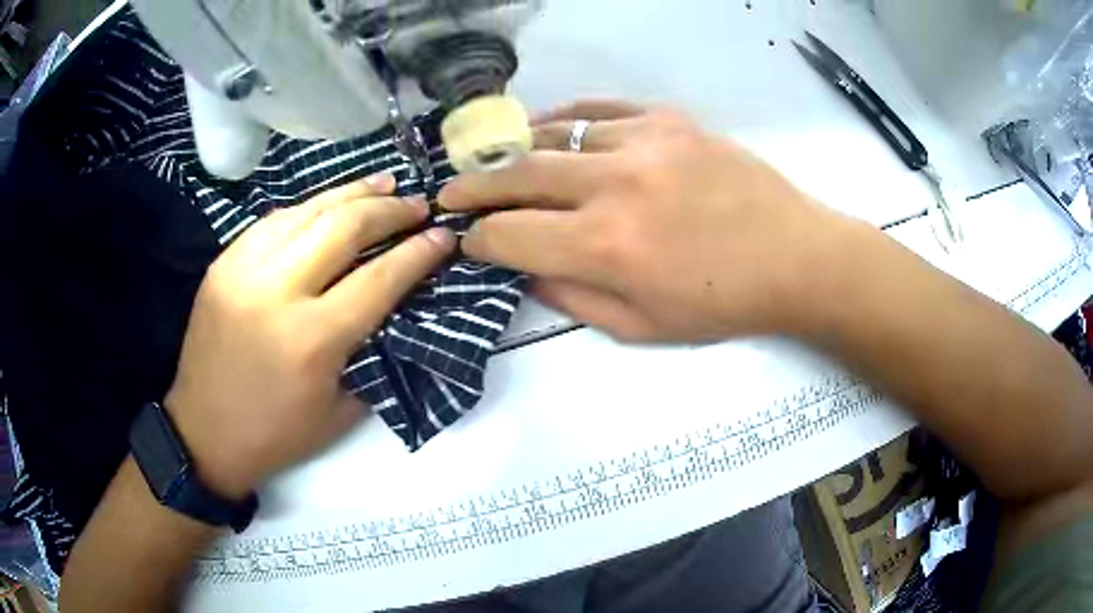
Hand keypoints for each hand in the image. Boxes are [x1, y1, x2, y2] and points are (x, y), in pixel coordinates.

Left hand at [165, 176, 454, 498]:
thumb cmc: (277, 434)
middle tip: (417, 204)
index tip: (444, 235)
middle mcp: (277, 292)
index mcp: (312, 339)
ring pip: (307, 210)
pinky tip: (329, 204)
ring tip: (383, 183)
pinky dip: (309, 207)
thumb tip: (398, 305)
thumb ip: (373, 352)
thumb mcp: (342, 410)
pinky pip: (273, 220)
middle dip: (389, 210)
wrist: (204, 433)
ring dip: (351, 193)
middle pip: (344, 228)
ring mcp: (243, 270)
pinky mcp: (222, 264)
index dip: (418, 252)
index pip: (379, 277)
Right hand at [439, 101, 863, 342]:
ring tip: (492, 163)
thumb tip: (523, 269)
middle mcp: (615, 184)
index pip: (511, 234)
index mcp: (607, 246)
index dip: (478, 239)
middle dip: (472, 187)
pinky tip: (545, 129)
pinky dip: (561, 118)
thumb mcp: (642, 328)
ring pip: (551, 135)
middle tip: (447, 192)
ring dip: (512, 152)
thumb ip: (571, 298)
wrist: (795, 256)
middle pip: (517, 175)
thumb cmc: (722, 304)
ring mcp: (642, 141)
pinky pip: (596, 108)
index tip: (464, 240)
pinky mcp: (667, 119)